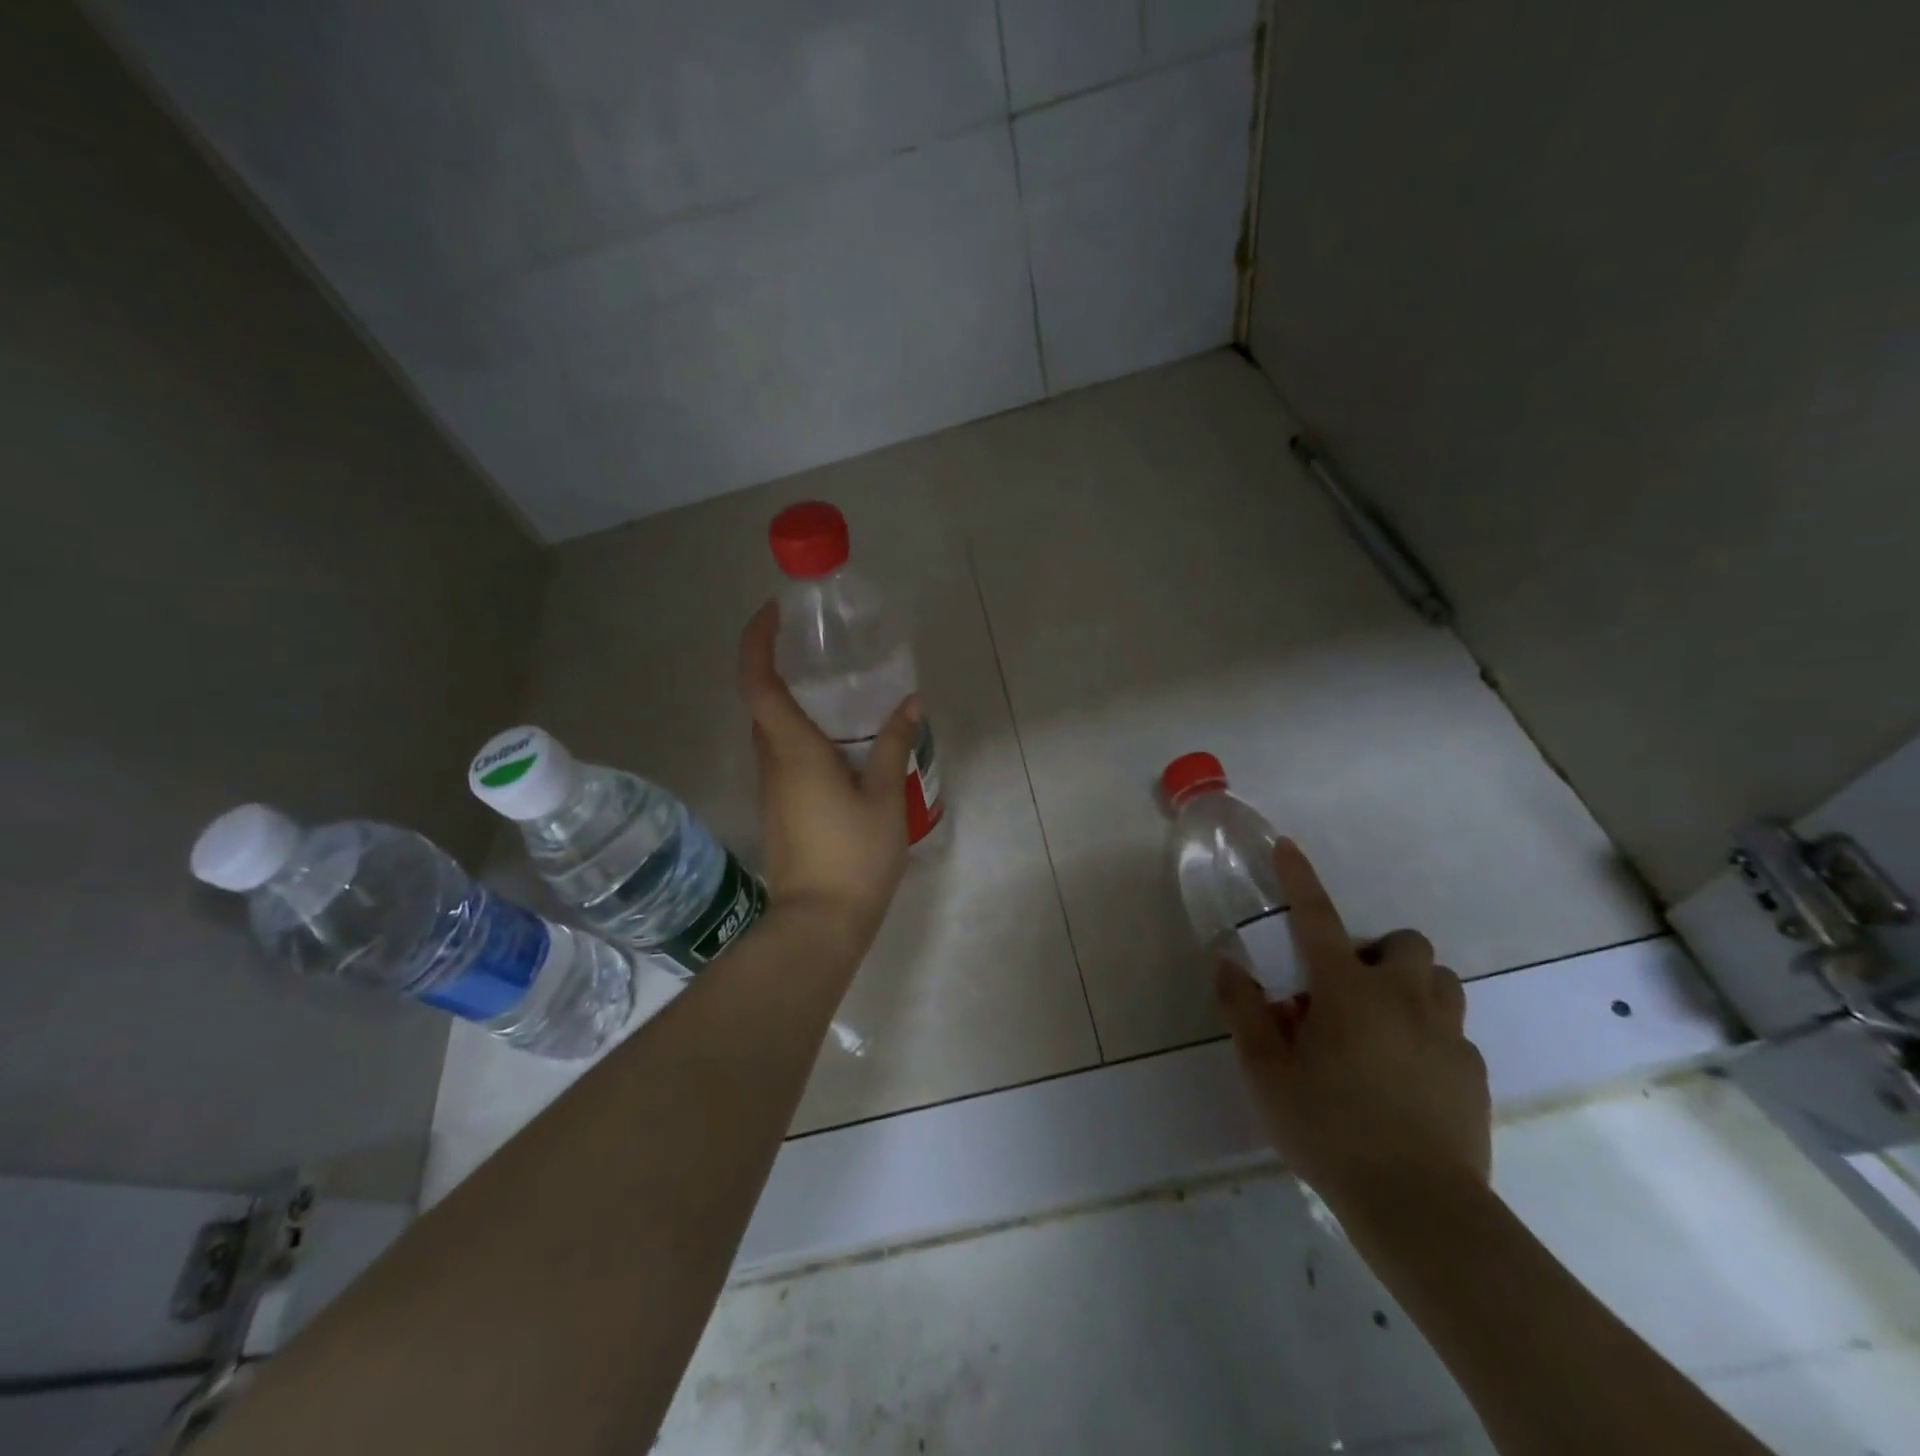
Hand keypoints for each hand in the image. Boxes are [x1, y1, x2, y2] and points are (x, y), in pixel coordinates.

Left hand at [737, 601, 918, 951]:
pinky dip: (800, 735)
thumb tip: (911, 703)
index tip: (775, 614)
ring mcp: (772, 788)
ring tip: (837, 692)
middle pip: (760, 703)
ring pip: (771, 731)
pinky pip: (783, 756)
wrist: (819, 922)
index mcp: (793, 750)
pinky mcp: (780, 808)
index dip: (757, 642)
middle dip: (776, 666)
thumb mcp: (884, 796)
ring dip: (791, 703)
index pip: (758, 682)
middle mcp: (772, 762)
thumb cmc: (854, 856)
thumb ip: (893, 744)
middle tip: (817, 649)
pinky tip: (839, 744)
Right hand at [1216, 839, 1490, 1220]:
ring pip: (1440, 981)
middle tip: (1346, 989)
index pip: (1316, 917)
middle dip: (1378, 952)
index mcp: (1346, 991)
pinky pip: (1453, 1032)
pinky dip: (1429, 1034)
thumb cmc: (1328, 1128)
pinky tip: (1406, 1075)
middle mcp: (1402, 998)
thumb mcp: (1265, 1071)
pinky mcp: (1472, 1073)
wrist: (1418, 1207)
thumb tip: (1227, 962)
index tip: (1288, 847)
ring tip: (1381, 1026)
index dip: (1300, 879)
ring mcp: (1446, 1035)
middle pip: (1404, 943)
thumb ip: (1244, 1010)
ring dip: (1411, 987)